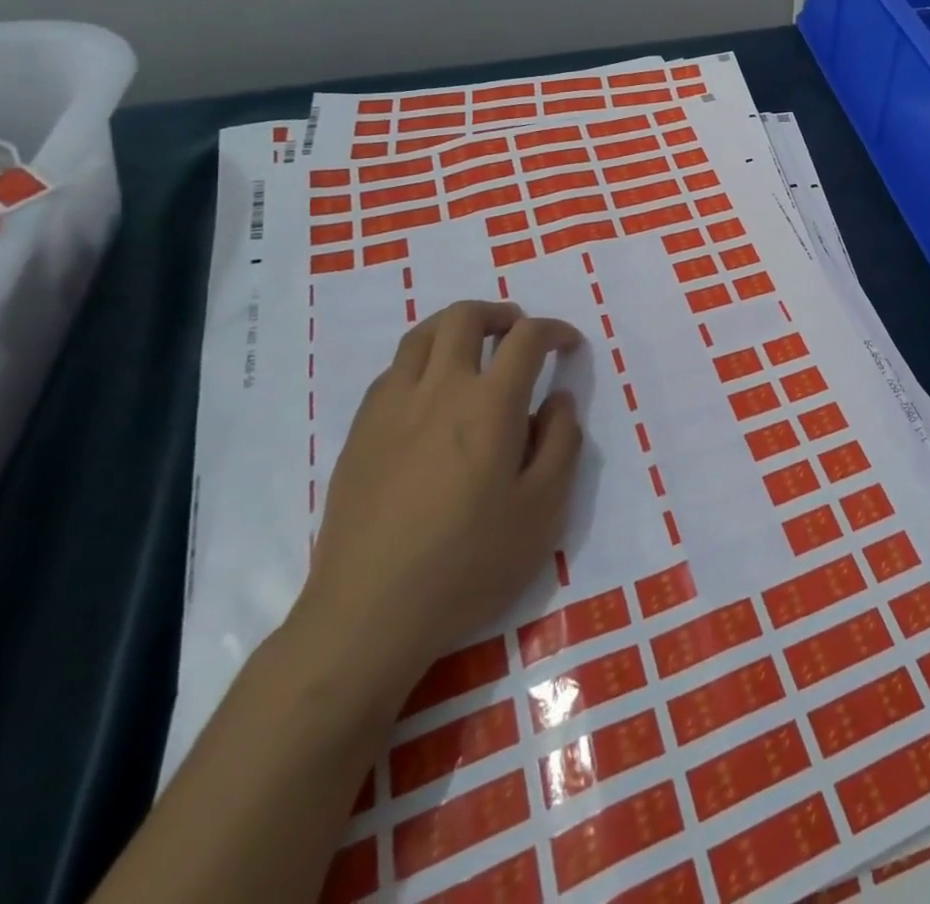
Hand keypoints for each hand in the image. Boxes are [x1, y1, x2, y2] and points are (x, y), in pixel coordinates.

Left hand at [291, 301, 583, 696]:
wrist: (368, 614)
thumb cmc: (469, 564)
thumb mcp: (542, 510)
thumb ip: (561, 443)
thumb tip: (560, 399)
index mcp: (489, 405)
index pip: (526, 338)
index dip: (554, 329)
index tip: (569, 344)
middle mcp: (439, 390)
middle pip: (464, 317)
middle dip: (500, 313)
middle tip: (519, 332)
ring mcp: (391, 408)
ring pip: (422, 335)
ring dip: (456, 327)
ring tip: (477, 348)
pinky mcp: (360, 432)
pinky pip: (393, 371)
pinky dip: (422, 361)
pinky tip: (432, 394)